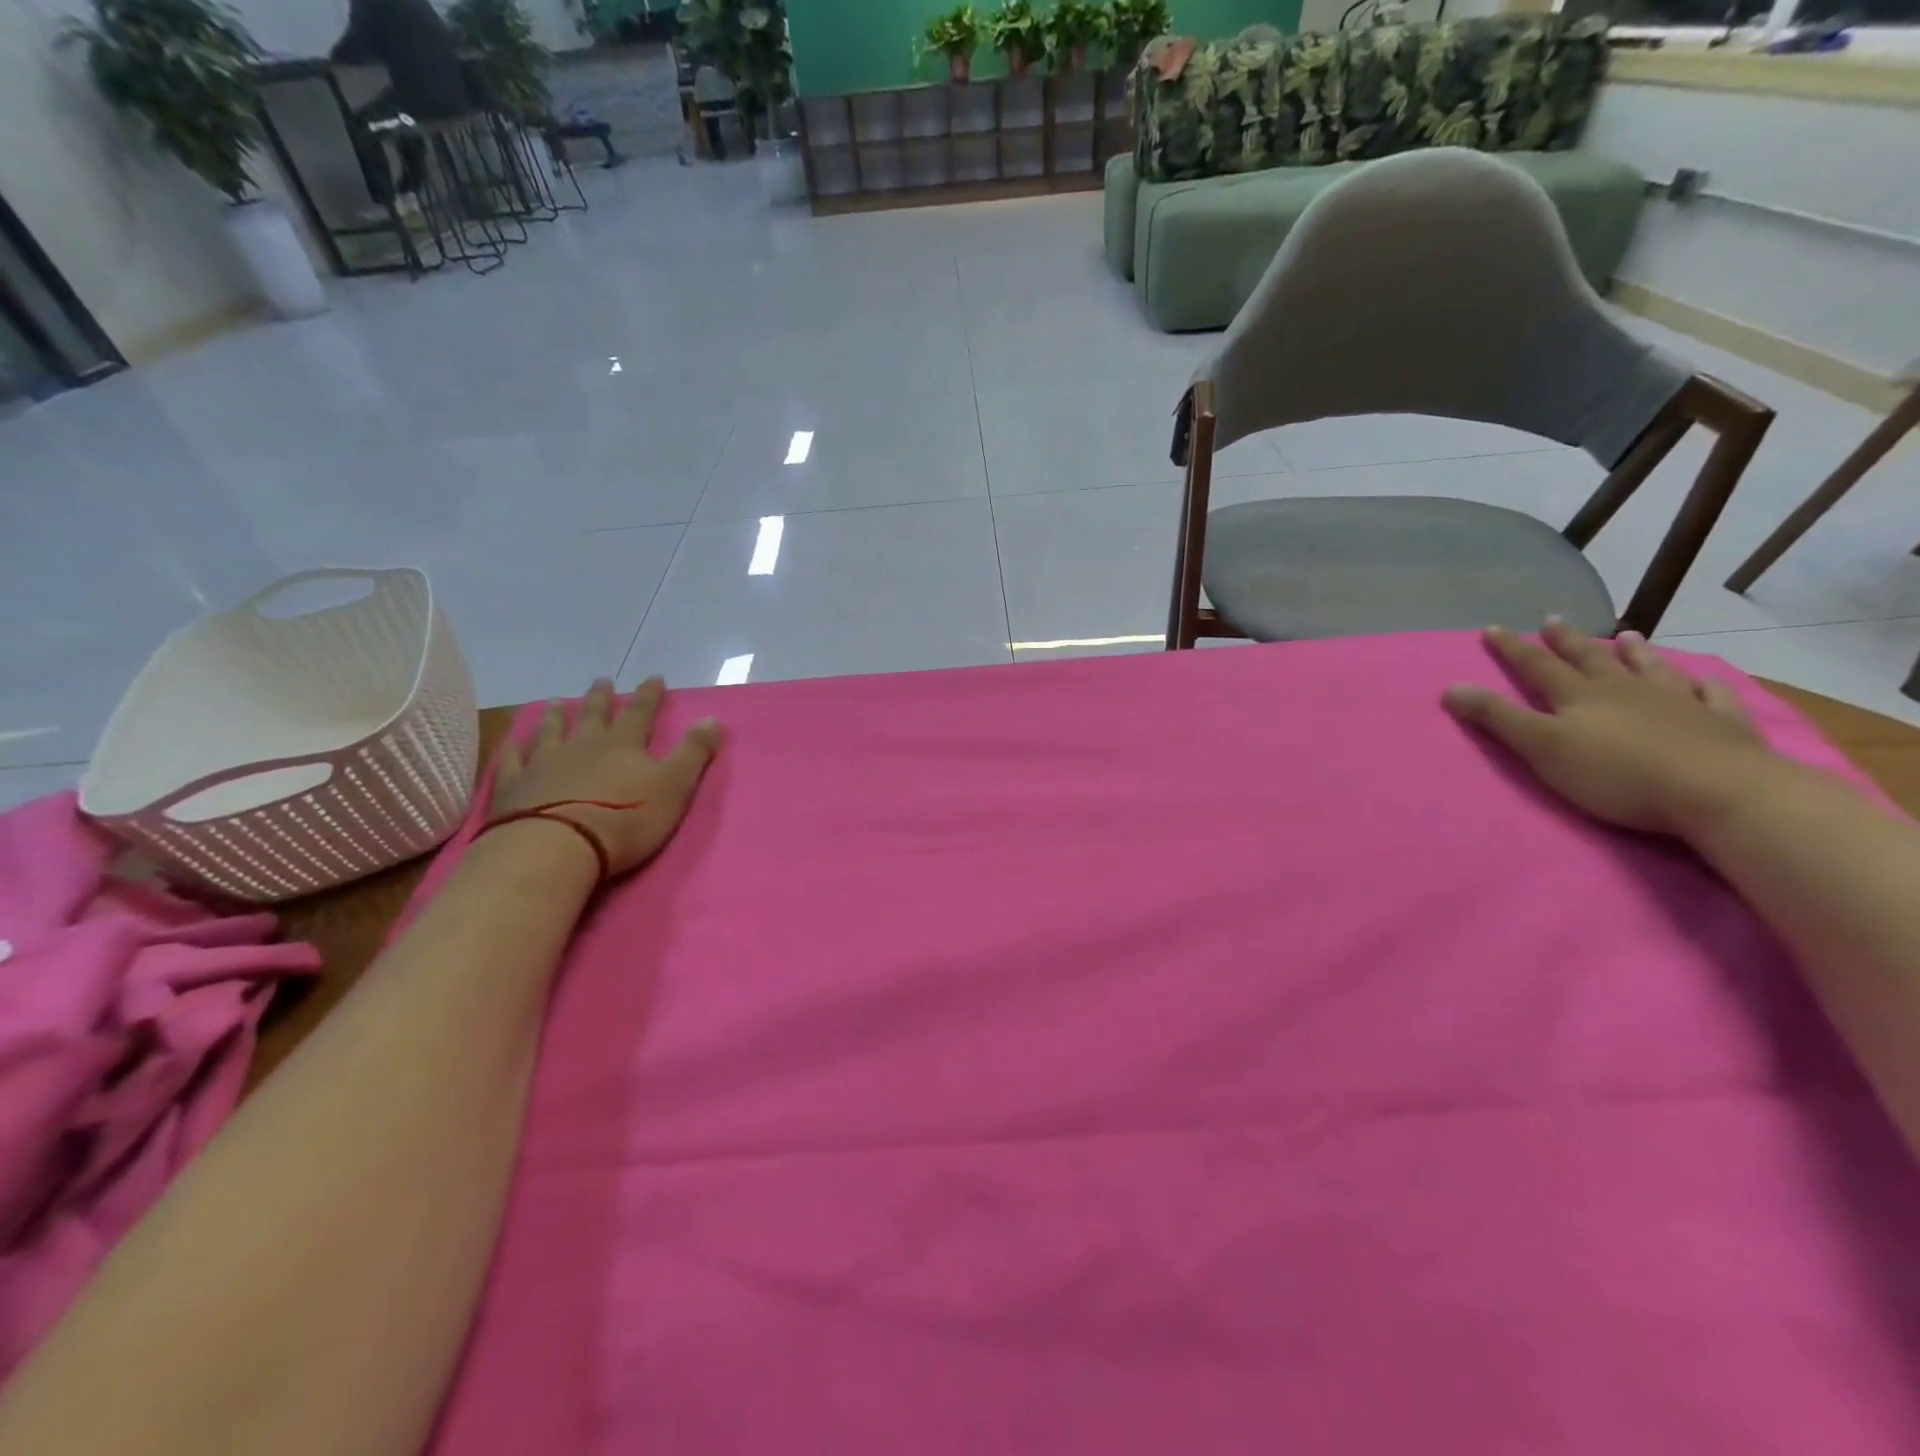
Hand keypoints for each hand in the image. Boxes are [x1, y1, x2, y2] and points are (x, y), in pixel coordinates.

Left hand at [488, 676, 721, 878]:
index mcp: (623, 745)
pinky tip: (512, 742)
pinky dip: (514, 749)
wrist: (557, 847)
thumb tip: (712, 718)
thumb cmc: (626, 818)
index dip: (649, 695)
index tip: (654, 677)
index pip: (640, 713)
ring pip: (551, 731)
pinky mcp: (514, 787)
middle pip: (593, 715)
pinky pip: (512, 761)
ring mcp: (544, 764)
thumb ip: (693, 752)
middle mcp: (583, 746)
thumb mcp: (674, 785)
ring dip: (555, 715)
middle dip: (600, 698)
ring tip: (554, 701)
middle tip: (601, 680)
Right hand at [1441, 620, 1791, 837]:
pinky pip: (1710, 695)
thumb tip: (1450, 687)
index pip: (1537, 666)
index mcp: (1579, 696)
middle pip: (1590, 659)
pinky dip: (1702, 684)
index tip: (1493, 629)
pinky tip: (1702, 679)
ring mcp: (1677, 703)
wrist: (1718, 792)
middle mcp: (1625, 690)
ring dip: (1634, 653)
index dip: (1513, 649)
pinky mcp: (1720, 724)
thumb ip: (1497, 718)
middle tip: (1553, 620)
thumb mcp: (1541, 747)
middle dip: (1567, 641)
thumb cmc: (1617, 774)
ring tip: (1626, 637)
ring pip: (1650, 669)